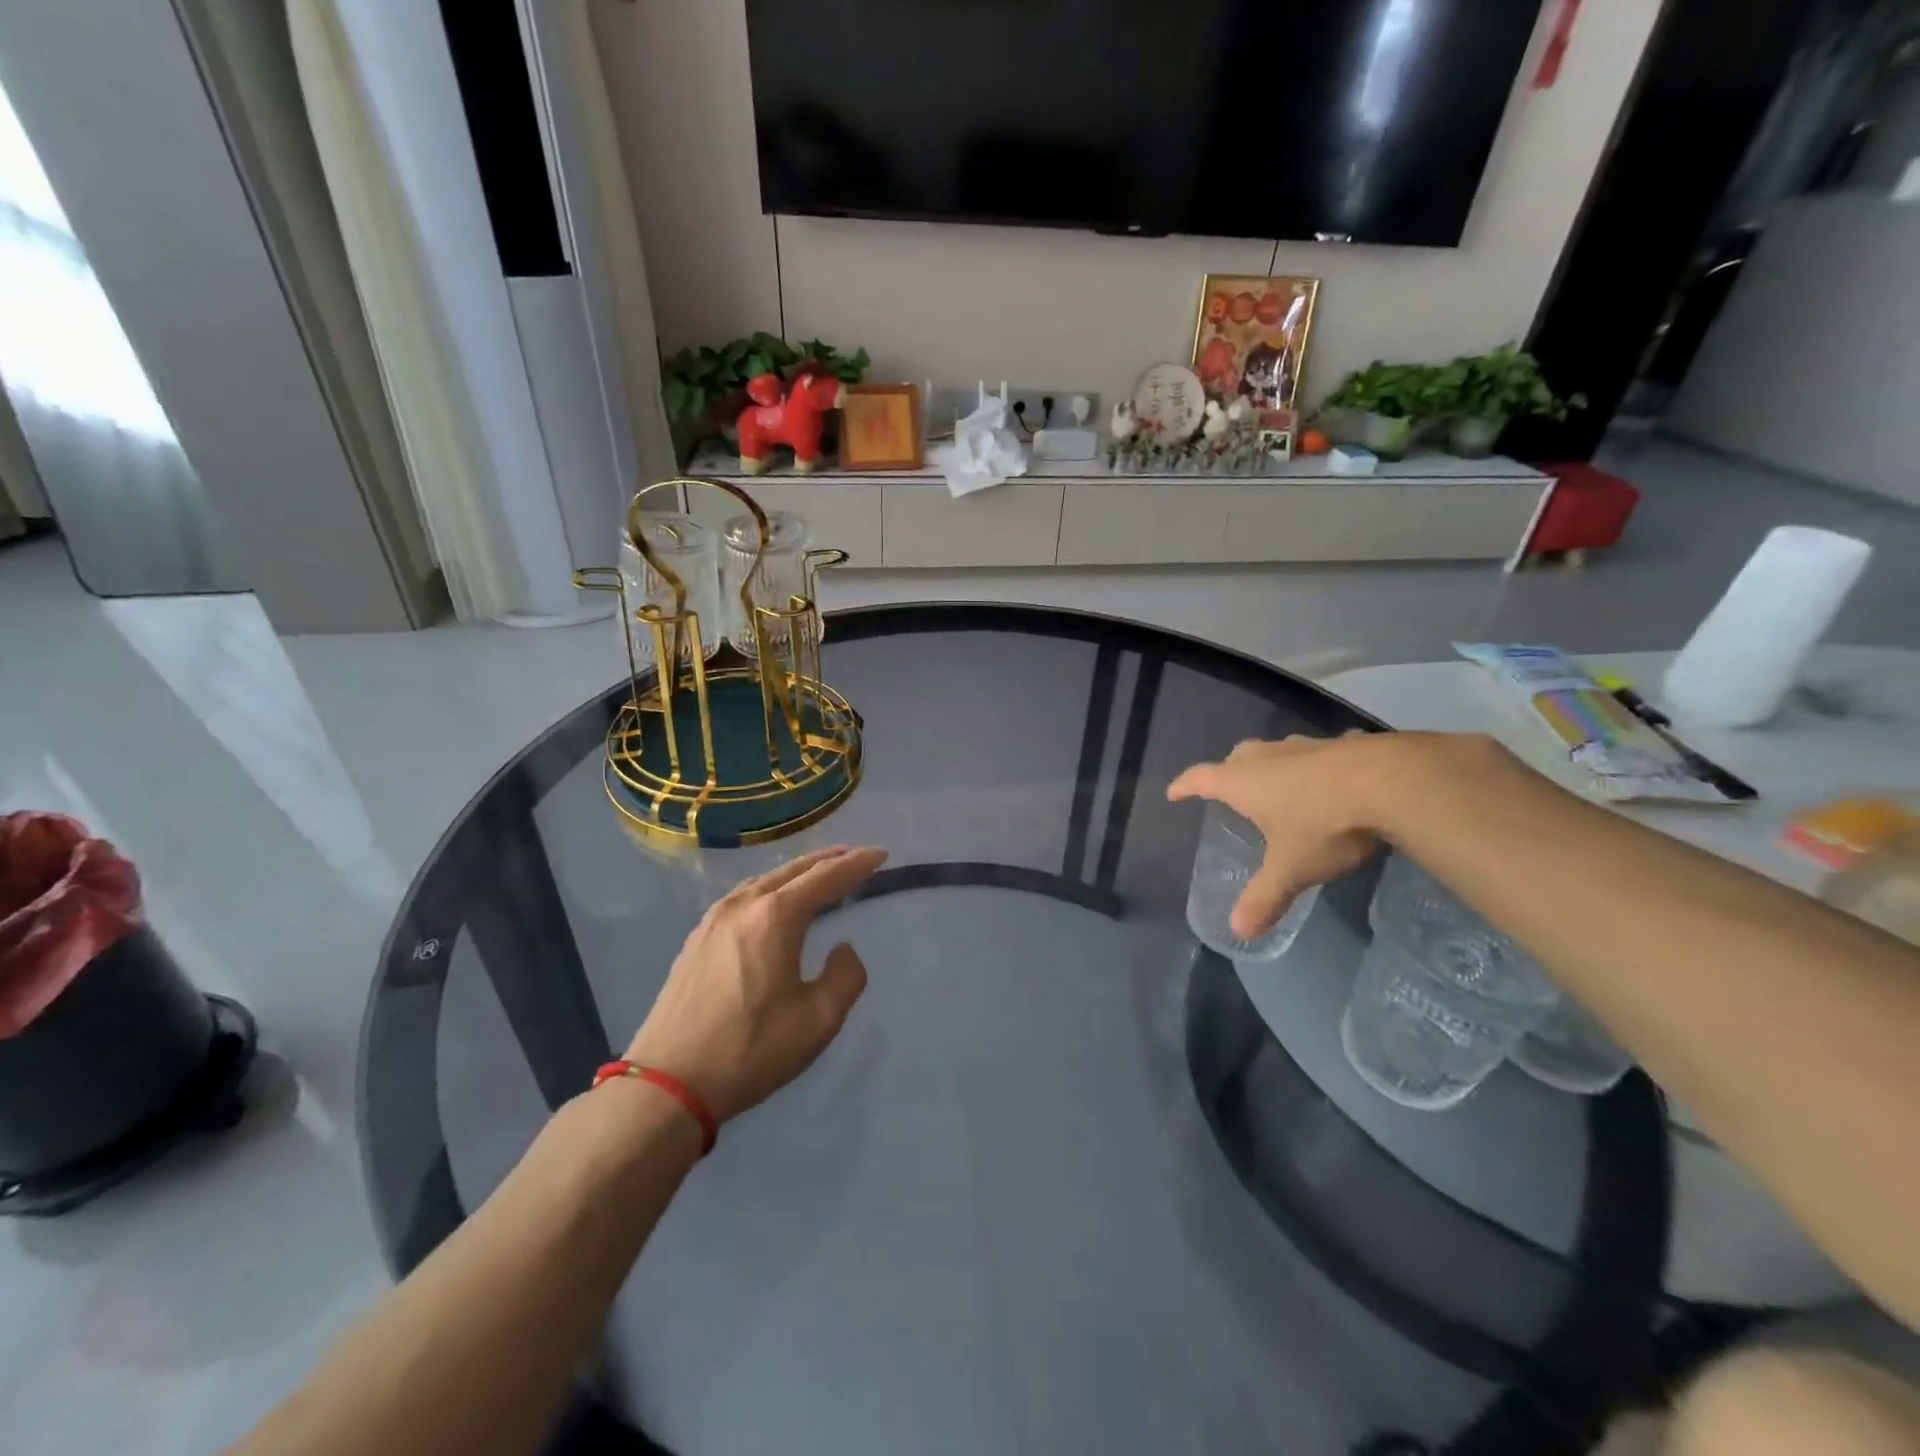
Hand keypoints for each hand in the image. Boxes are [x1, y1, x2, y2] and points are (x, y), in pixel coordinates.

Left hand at [624, 845, 886, 1122]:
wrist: (667, 1083)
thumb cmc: (750, 1049)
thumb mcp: (818, 1020)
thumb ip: (845, 976)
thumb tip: (842, 948)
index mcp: (775, 917)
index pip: (826, 877)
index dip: (857, 864)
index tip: (881, 854)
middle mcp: (744, 905)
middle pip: (793, 870)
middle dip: (828, 860)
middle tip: (855, 856)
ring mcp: (714, 919)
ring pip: (765, 880)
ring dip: (798, 873)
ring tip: (819, 874)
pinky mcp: (697, 938)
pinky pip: (744, 897)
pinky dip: (771, 889)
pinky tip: (773, 902)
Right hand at [1168, 736, 1384, 939]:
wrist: (1391, 782)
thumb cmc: (1324, 824)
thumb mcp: (1292, 868)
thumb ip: (1265, 898)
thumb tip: (1238, 931)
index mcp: (1243, 782)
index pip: (1200, 778)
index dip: (1184, 786)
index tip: (1174, 793)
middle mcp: (1268, 757)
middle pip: (1236, 758)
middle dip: (1228, 773)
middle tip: (1229, 790)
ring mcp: (1307, 746)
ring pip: (1277, 751)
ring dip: (1271, 766)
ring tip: (1278, 785)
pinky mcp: (1345, 744)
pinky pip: (1320, 752)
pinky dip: (1317, 765)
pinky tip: (1334, 778)